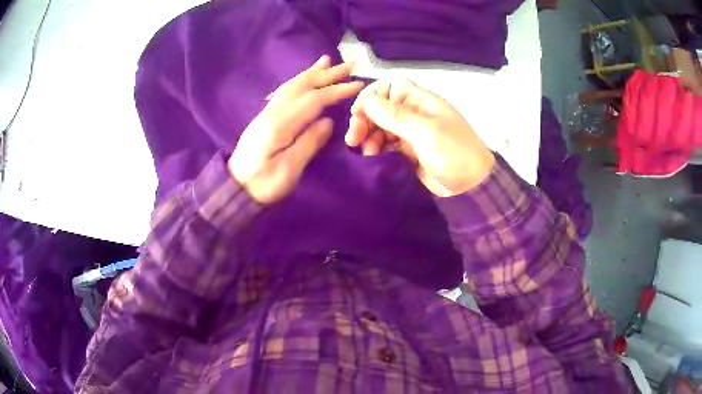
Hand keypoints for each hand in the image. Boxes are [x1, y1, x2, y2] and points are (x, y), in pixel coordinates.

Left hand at [229, 56, 363, 203]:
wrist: (234, 188)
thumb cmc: (263, 184)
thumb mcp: (288, 171)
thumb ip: (308, 144)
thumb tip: (327, 122)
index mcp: (280, 124)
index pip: (313, 100)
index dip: (336, 91)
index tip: (357, 85)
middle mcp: (272, 112)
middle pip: (302, 86)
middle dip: (326, 74)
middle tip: (348, 65)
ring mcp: (267, 113)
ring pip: (292, 86)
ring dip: (311, 72)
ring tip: (326, 61)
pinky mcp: (265, 117)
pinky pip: (284, 92)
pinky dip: (298, 81)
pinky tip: (304, 79)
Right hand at [346, 79, 494, 196]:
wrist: (470, 187)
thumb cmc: (453, 152)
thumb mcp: (426, 132)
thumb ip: (395, 116)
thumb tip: (367, 100)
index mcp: (421, 102)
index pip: (390, 87)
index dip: (372, 96)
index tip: (358, 112)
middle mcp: (413, 114)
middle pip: (381, 109)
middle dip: (365, 120)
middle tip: (353, 138)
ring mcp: (410, 134)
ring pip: (381, 128)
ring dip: (369, 137)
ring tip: (367, 153)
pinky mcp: (407, 153)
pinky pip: (386, 146)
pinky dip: (377, 151)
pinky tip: (373, 159)